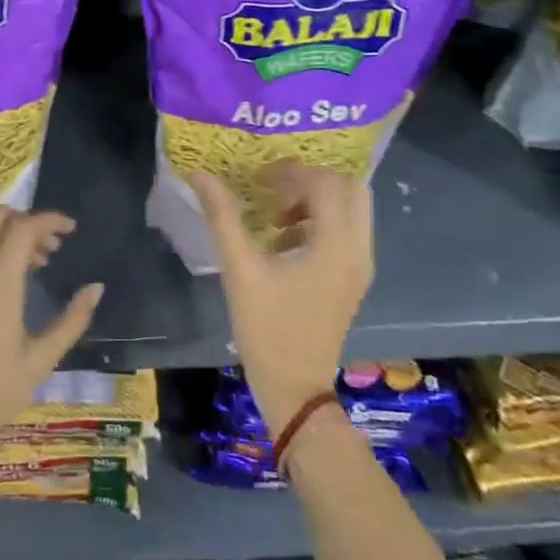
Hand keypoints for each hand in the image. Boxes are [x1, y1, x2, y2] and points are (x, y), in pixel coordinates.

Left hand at [0, 207, 101, 469]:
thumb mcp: (39, 362)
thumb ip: (71, 322)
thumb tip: (96, 288)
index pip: (22, 229)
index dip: (49, 220)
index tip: (70, 229)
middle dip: (26, 219)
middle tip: (51, 244)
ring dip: (9, 237)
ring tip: (37, 265)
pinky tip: (8, 285)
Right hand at [190, 162, 374, 436]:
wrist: (294, 387)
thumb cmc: (267, 327)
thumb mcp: (240, 268)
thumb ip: (222, 217)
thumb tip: (201, 175)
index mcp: (336, 245)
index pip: (326, 183)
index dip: (292, 172)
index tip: (258, 178)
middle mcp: (358, 250)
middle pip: (350, 190)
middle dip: (312, 181)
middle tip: (274, 186)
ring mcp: (359, 267)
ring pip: (350, 211)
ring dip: (315, 201)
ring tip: (273, 214)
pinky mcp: (351, 280)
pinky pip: (345, 233)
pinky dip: (318, 222)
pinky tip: (281, 241)